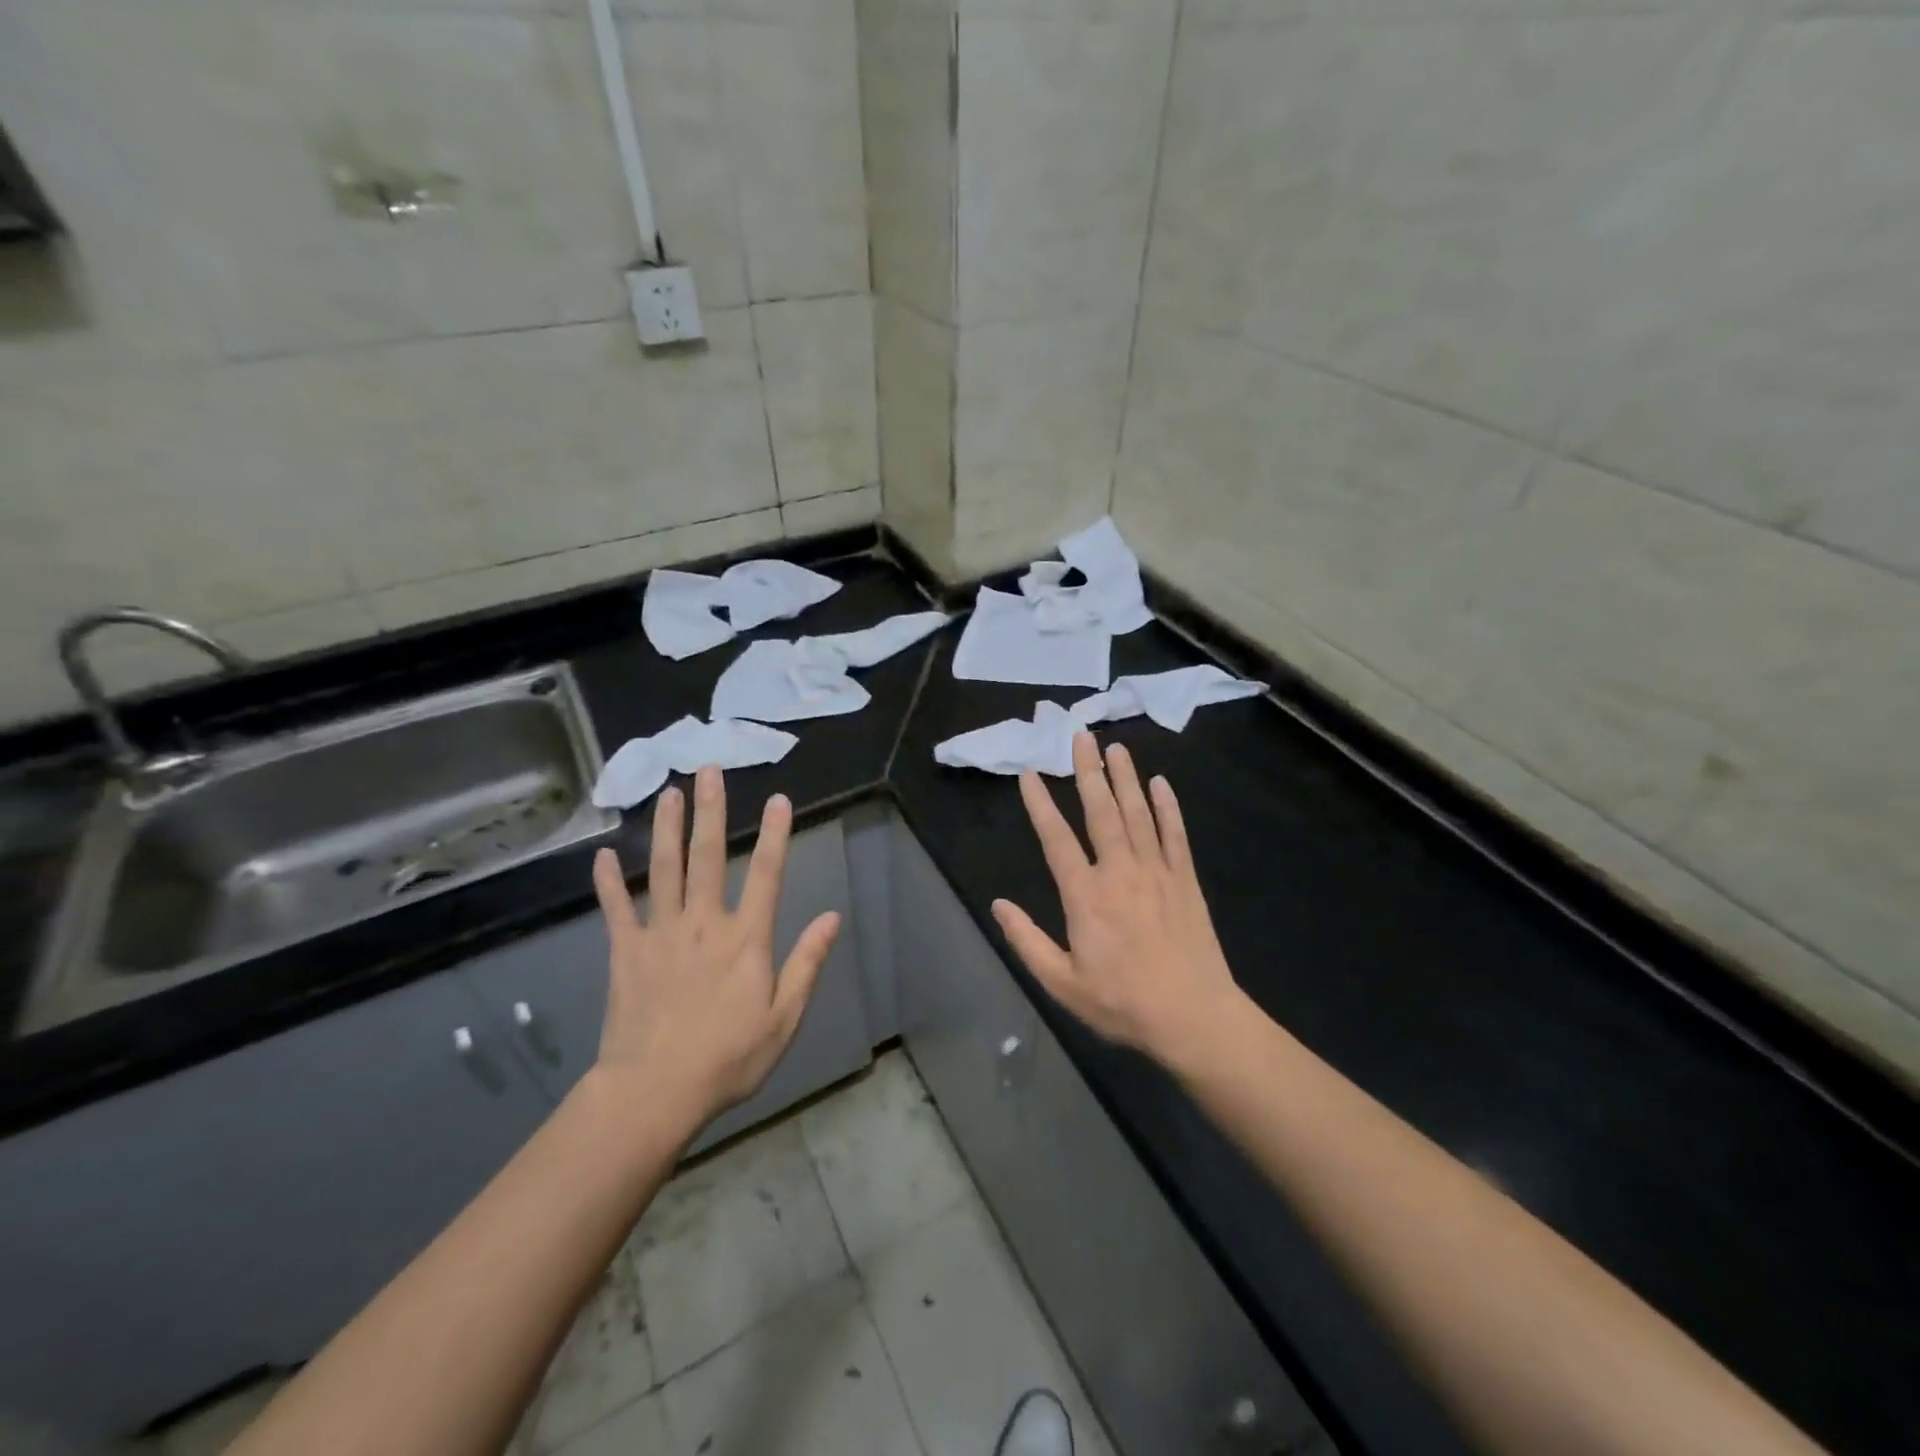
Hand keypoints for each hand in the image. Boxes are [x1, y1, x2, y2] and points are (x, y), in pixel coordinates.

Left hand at [589, 764, 841, 1126]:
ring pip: (664, 870)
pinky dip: (609, 882)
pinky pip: (617, 909)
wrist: (654, 1092)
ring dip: (667, 829)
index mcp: (745, 939)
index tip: (779, 799)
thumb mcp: (784, 1018)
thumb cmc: (728, 1058)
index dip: (775, 835)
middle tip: (709, 771)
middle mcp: (703, 923)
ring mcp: (661, 934)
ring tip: (668, 793)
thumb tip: (831, 918)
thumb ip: (807, 963)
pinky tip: (603, 855)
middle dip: (712, 811)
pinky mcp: (626, 952)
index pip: (767, 875)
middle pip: (708, 857)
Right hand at [993, 733, 1244, 1070]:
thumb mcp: (1062, 983)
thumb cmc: (1122, 1003)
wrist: (1194, 1018)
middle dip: (1088, 772)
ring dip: (1125, 779)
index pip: (1056, 839)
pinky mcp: (1186, 881)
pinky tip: (1161, 784)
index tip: (1030, 774)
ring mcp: (1157, 873)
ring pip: (1138, 814)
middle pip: (1101, 812)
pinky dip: (1168, 807)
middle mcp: (1120, 872)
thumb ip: (1027, 941)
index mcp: (1086, 896)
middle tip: (1081, 737)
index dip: (1040, 804)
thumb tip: (998, 904)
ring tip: (1116, 748)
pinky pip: (1175, 835)